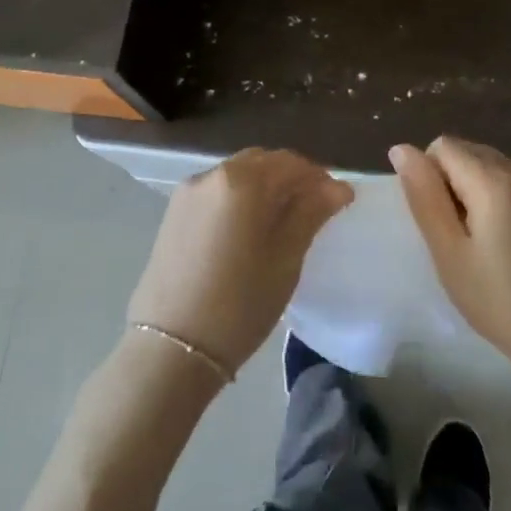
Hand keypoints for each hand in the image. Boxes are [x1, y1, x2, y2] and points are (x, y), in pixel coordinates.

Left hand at [126, 148, 352, 377]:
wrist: (172, 348)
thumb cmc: (240, 303)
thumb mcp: (286, 258)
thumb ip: (312, 213)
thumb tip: (338, 186)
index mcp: (242, 180)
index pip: (291, 162)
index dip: (319, 178)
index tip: (338, 201)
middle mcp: (211, 174)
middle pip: (262, 162)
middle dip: (291, 179)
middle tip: (314, 210)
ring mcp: (188, 193)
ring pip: (238, 176)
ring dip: (265, 187)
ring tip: (283, 221)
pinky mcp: (173, 213)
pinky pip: (217, 192)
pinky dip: (240, 199)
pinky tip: (249, 230)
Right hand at [391, 137, 510, 430]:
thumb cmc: (503, 303)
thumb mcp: (450, 254)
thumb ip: (424, 197)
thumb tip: (401, 149)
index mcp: (493, 179)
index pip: (442, 146)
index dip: (429, 178)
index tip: (438, 223)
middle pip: (467, 152)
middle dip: (450, 183)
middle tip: (456, 239)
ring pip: (489, 167)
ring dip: (472, 191)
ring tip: (480, 245)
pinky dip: (496, 200)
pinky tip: (505, 246)